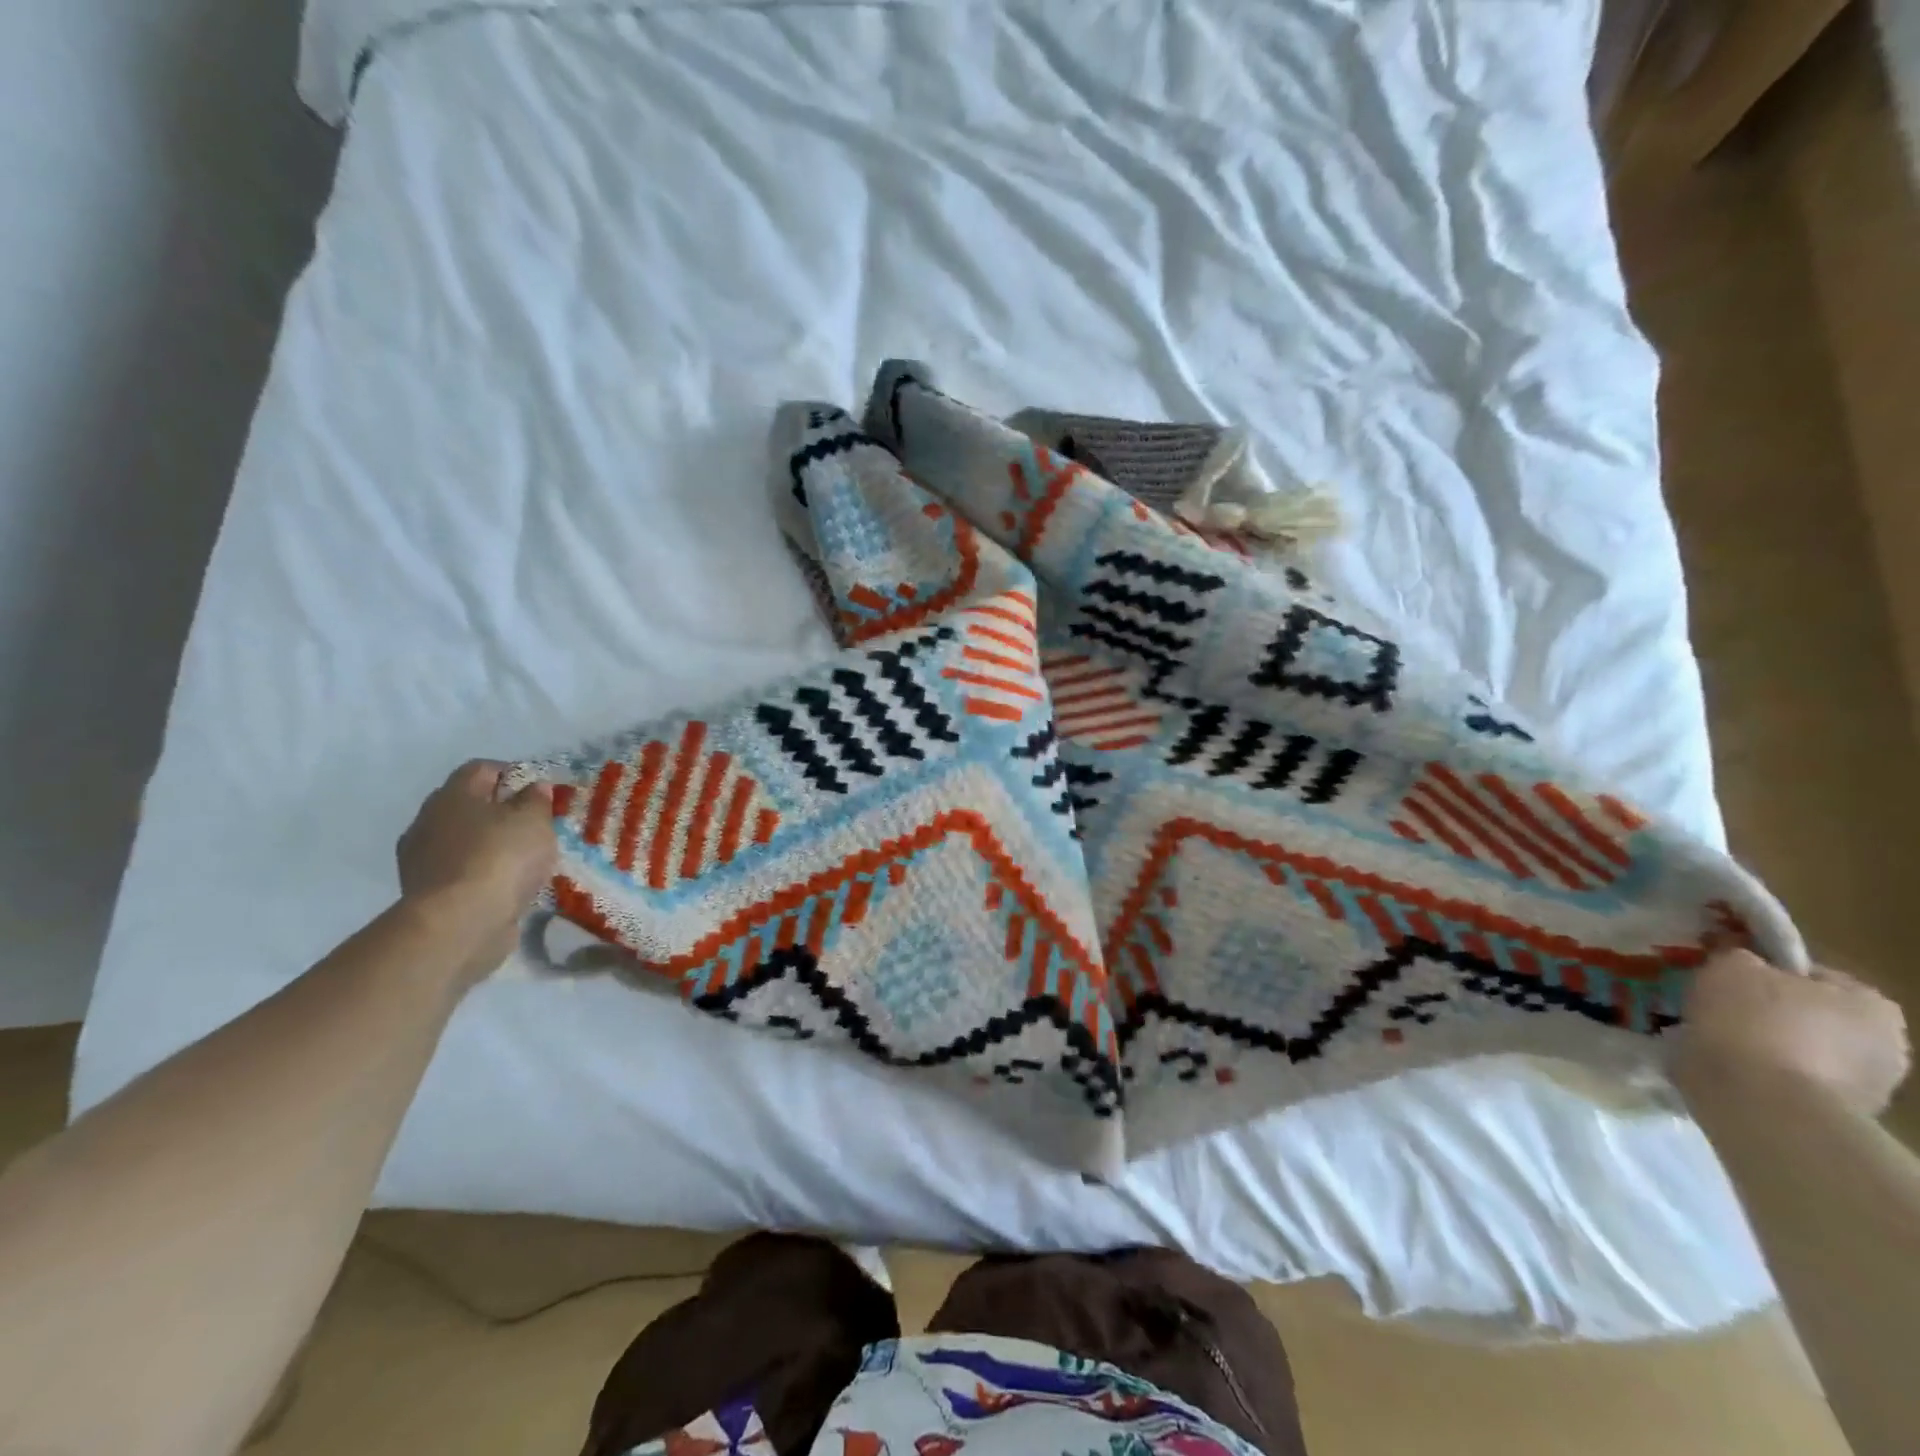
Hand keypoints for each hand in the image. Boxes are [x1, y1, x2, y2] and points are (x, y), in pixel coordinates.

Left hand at [397, 761, 557, 983]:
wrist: (460, 923)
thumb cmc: (501, 857)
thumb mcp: (534, 820)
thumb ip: (536, 800)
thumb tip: (533, 788)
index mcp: (452, 795)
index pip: (480, 769)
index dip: (512, 773)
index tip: (539, 789)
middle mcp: (428, 821)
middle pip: (468, 805)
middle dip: (499, 810)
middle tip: (533, 823)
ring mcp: (421, 859)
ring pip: (462, 840)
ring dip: (489, 844)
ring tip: (523, 858)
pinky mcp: (426, 893)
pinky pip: (461, 871)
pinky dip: (482, 872)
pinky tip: (507, 883)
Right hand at [1673, 949, 1910, 1115]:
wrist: (1761, 1102)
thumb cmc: (1752, 1021)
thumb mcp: (1731, 966)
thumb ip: (1741, 957)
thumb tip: (1741, 962)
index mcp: (1871, 1002)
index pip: (1807, 974)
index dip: (1761, 973)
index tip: (1724, 980)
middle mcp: (1887, 1044)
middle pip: (1808, 1015)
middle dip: (1767, 1014)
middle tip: (1717, 1011)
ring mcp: (1870, 1087)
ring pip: (1801, 1051)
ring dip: (1765, 1046)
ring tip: (1716, 1045)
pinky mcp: (1838, 1116)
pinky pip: (1792, 1082)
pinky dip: (1765, 1076)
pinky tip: (1731, 1073)